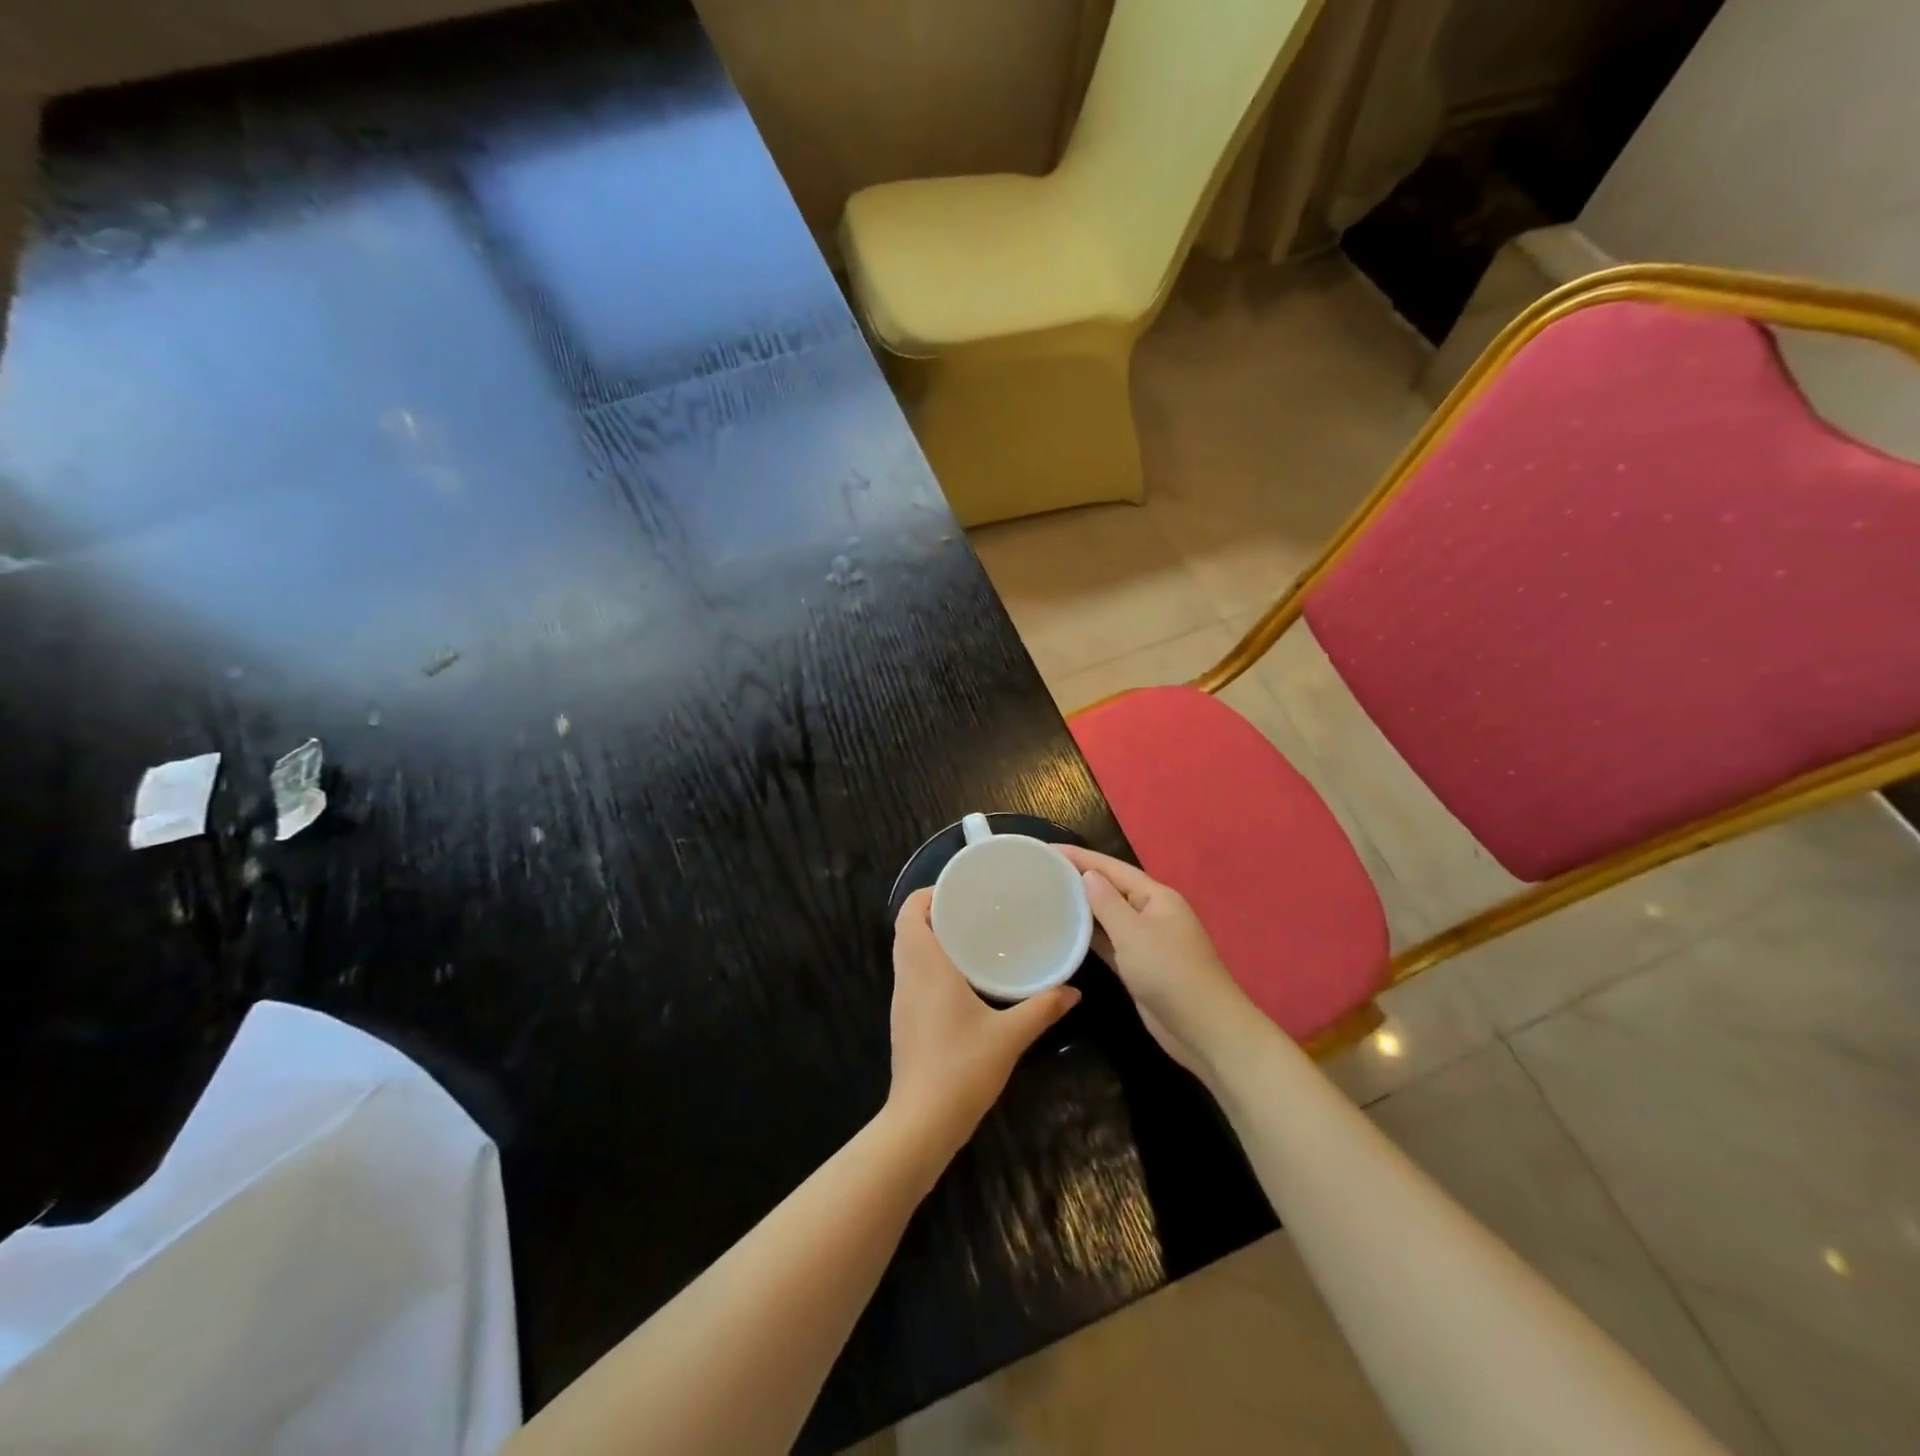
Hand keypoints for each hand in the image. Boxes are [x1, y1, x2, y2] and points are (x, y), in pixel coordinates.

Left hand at [885, 888, 1079, 1159]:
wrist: (921, 1122)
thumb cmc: (962, 1067)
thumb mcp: (1010, 1035)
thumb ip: (1042, 1008)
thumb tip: (1073, 990)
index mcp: (926, 966)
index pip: (909, 913)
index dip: (927, 894)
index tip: (960, 890)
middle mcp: (907, 976)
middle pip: (907, 929)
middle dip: (933, 913)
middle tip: (972, 910)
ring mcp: (901, 1000)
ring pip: (907, 953)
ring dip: (930, 938)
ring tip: (971, 936)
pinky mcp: (903, 1021)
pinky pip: (911, 976)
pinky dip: (929, 963)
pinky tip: (961, 978)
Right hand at [1054, 847, 1253, 1078]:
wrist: (1203, 1029)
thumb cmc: (1169, 972)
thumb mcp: (1134, 933)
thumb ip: (1107, 902)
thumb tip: (1088, 875)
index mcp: (1156, 896)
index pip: (1112, 868)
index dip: (1080, 857)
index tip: (1048, 849)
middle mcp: (1151, 913)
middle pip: (1110, 889)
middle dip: (1079, 879)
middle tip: (1041, 872)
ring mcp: (1145, 941)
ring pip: (1108, 916)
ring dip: (1082, 907)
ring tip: (1046, 897)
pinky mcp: (1138, 966)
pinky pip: (1109, 942)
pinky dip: (1089, 936)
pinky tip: (1066, 932)